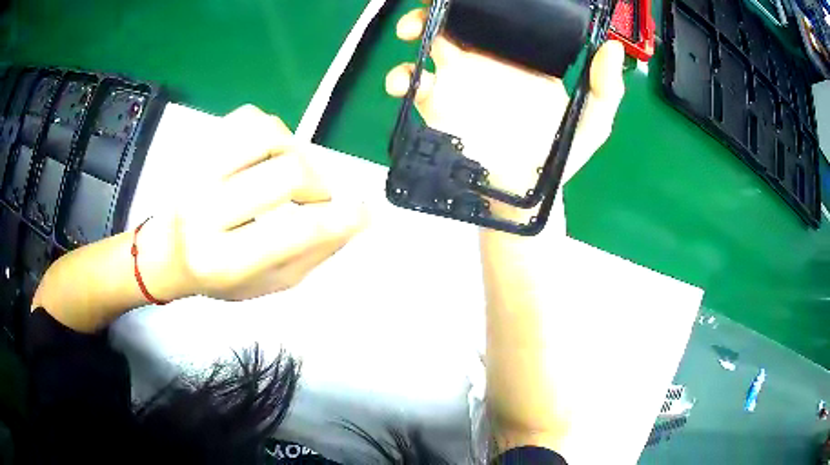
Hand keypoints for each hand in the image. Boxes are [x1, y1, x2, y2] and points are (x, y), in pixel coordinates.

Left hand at [152, 105, 367, 301]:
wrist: (166, 254)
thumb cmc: (219, 276)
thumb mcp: (269, 283)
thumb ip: (313, 253)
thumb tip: (356, 218)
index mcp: (223, 260)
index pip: (293, 232)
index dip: (339, 218)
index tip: (364, 211)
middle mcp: (204, 212)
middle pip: (285, 174)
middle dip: (317, 185)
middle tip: (316, 198)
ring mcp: (196, 172)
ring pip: (266, 133)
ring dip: (295, 151)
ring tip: (290, 171)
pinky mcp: (196, 147)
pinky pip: (247, 117)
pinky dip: (271, 131)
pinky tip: (268, 154)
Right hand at [385, 6, 624, 223]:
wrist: (526, 193)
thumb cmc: (560, 155)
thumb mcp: (593, 121)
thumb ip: (605, 88)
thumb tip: (611, 47)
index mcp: (521, 56)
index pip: (502, 18)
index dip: (485, 2)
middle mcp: (488, 61)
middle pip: (459, 22)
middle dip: (440, 8)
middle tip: (433, 6)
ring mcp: (459, 81)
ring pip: (428, 43)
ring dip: (414, 30)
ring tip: (409, 32)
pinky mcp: (438, 106)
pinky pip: (413, 85)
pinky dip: (402, 78)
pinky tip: (405, 82)